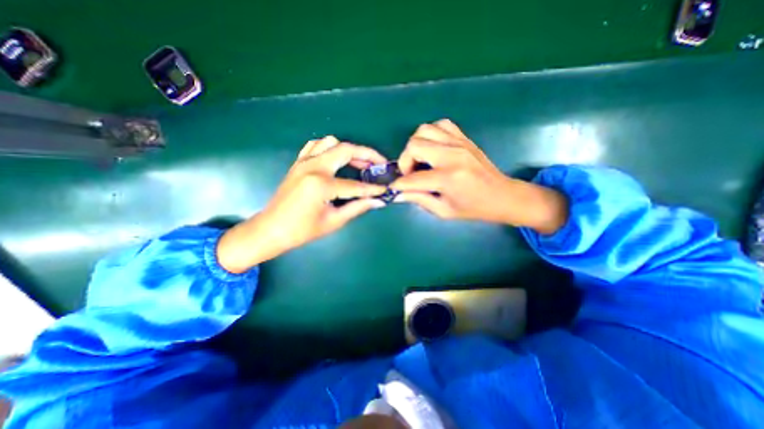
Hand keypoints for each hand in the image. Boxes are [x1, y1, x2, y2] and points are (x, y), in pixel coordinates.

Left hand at [219, 137, 388, 273]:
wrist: (271, 229)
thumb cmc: (302, 230)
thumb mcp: (333, 221)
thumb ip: (357, 207)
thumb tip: (377, 201)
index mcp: (321, 184)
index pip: (355, 184)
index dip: (373, 188)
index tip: (386, 188)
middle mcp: (313, 167)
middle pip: (346, 150)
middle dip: (367, 155)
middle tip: (379, 164)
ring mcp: (304, 162)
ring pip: (331, 142)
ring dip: (349, 150)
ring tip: (359, 163)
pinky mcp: (298, 163)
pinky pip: (316, 145)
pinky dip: (330, 148)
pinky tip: (336, 160)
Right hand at [391, 120, 561, 232]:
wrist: (501, 195)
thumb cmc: (473, 208)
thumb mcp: (444, 211)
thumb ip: (419, 199)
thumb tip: (399, 193)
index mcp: (448, 178)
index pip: (413, 178)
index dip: (399, 184)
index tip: (394, 187)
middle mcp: (452, 156)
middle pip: (415, 145)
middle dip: (405, 160)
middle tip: (409, 173)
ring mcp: (459, 143)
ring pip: (425, 130)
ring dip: (416, 145)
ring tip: (420, 159)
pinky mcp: (464, 138)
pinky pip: (441, 125)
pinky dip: (431, 134)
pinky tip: (433, 148)